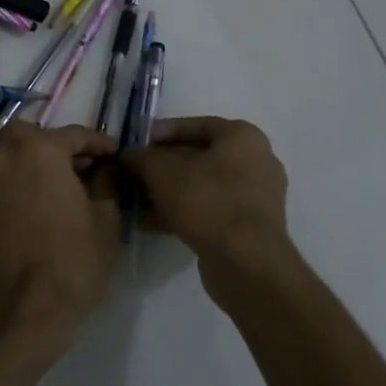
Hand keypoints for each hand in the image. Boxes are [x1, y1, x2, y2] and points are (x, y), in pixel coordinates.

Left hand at [0, 122, 119, 350]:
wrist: (16, 318)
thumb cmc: (71, 265)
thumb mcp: (106, 221)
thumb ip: (106, 183)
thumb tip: (103, 169)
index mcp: (39, 150)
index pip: (74, 135)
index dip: (97, 144)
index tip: (111, 154)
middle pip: (25, 137)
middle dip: (47, 147)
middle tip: (68, 171)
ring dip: (16, 171)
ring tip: (35, 198)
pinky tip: (7, 224)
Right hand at [119, 116, 289, 270]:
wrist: (246, 261)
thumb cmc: (207, 201)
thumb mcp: (164, 172)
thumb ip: (143, 157)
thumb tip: (129, 154)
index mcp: (243, 137)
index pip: (196, 125)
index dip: (162, 132)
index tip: (136, 143)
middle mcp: (255, 161)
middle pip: (198, 157)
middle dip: (161, 167)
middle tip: (132, 174)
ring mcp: (254, 196)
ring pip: (201, 187)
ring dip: (166, 192)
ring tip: (133, 201)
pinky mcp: (247, 226)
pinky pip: (209, 210)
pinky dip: (180, 212)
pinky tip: (148, 223)